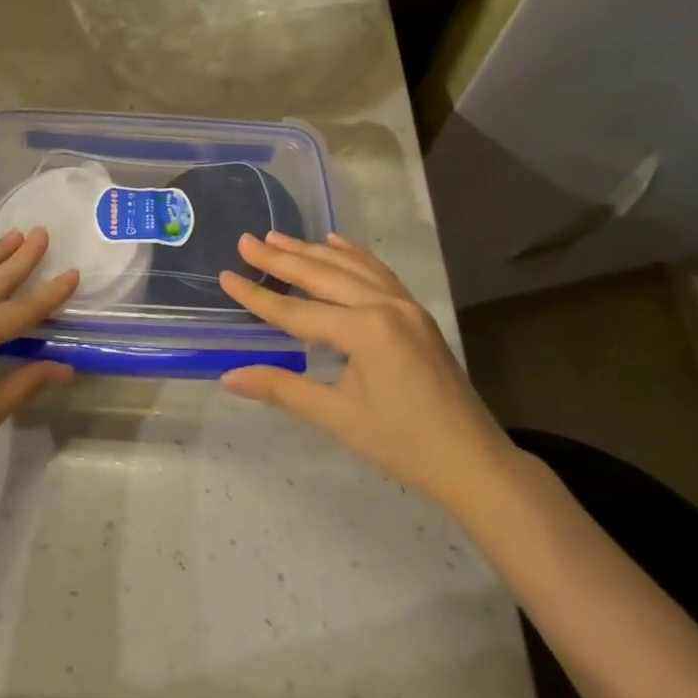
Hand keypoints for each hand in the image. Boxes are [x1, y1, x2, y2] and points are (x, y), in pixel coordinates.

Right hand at [217, 232, 514, 511]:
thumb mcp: (337, 416)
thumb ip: (282, 389)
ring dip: (312, 251)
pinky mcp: (416, 311)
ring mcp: (405, 304)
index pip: (297, 310)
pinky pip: (378, 272)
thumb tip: (228, 377)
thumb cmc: (402, 443)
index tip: (225, 276)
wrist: (472, 460)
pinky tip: (334, 243)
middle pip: (322, 276)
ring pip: (350, 267)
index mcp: (365, 330)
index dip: (257, 296)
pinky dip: (353, 254)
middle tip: (246, 241)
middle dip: (281, 259)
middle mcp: (385, 305)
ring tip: (278, 238)